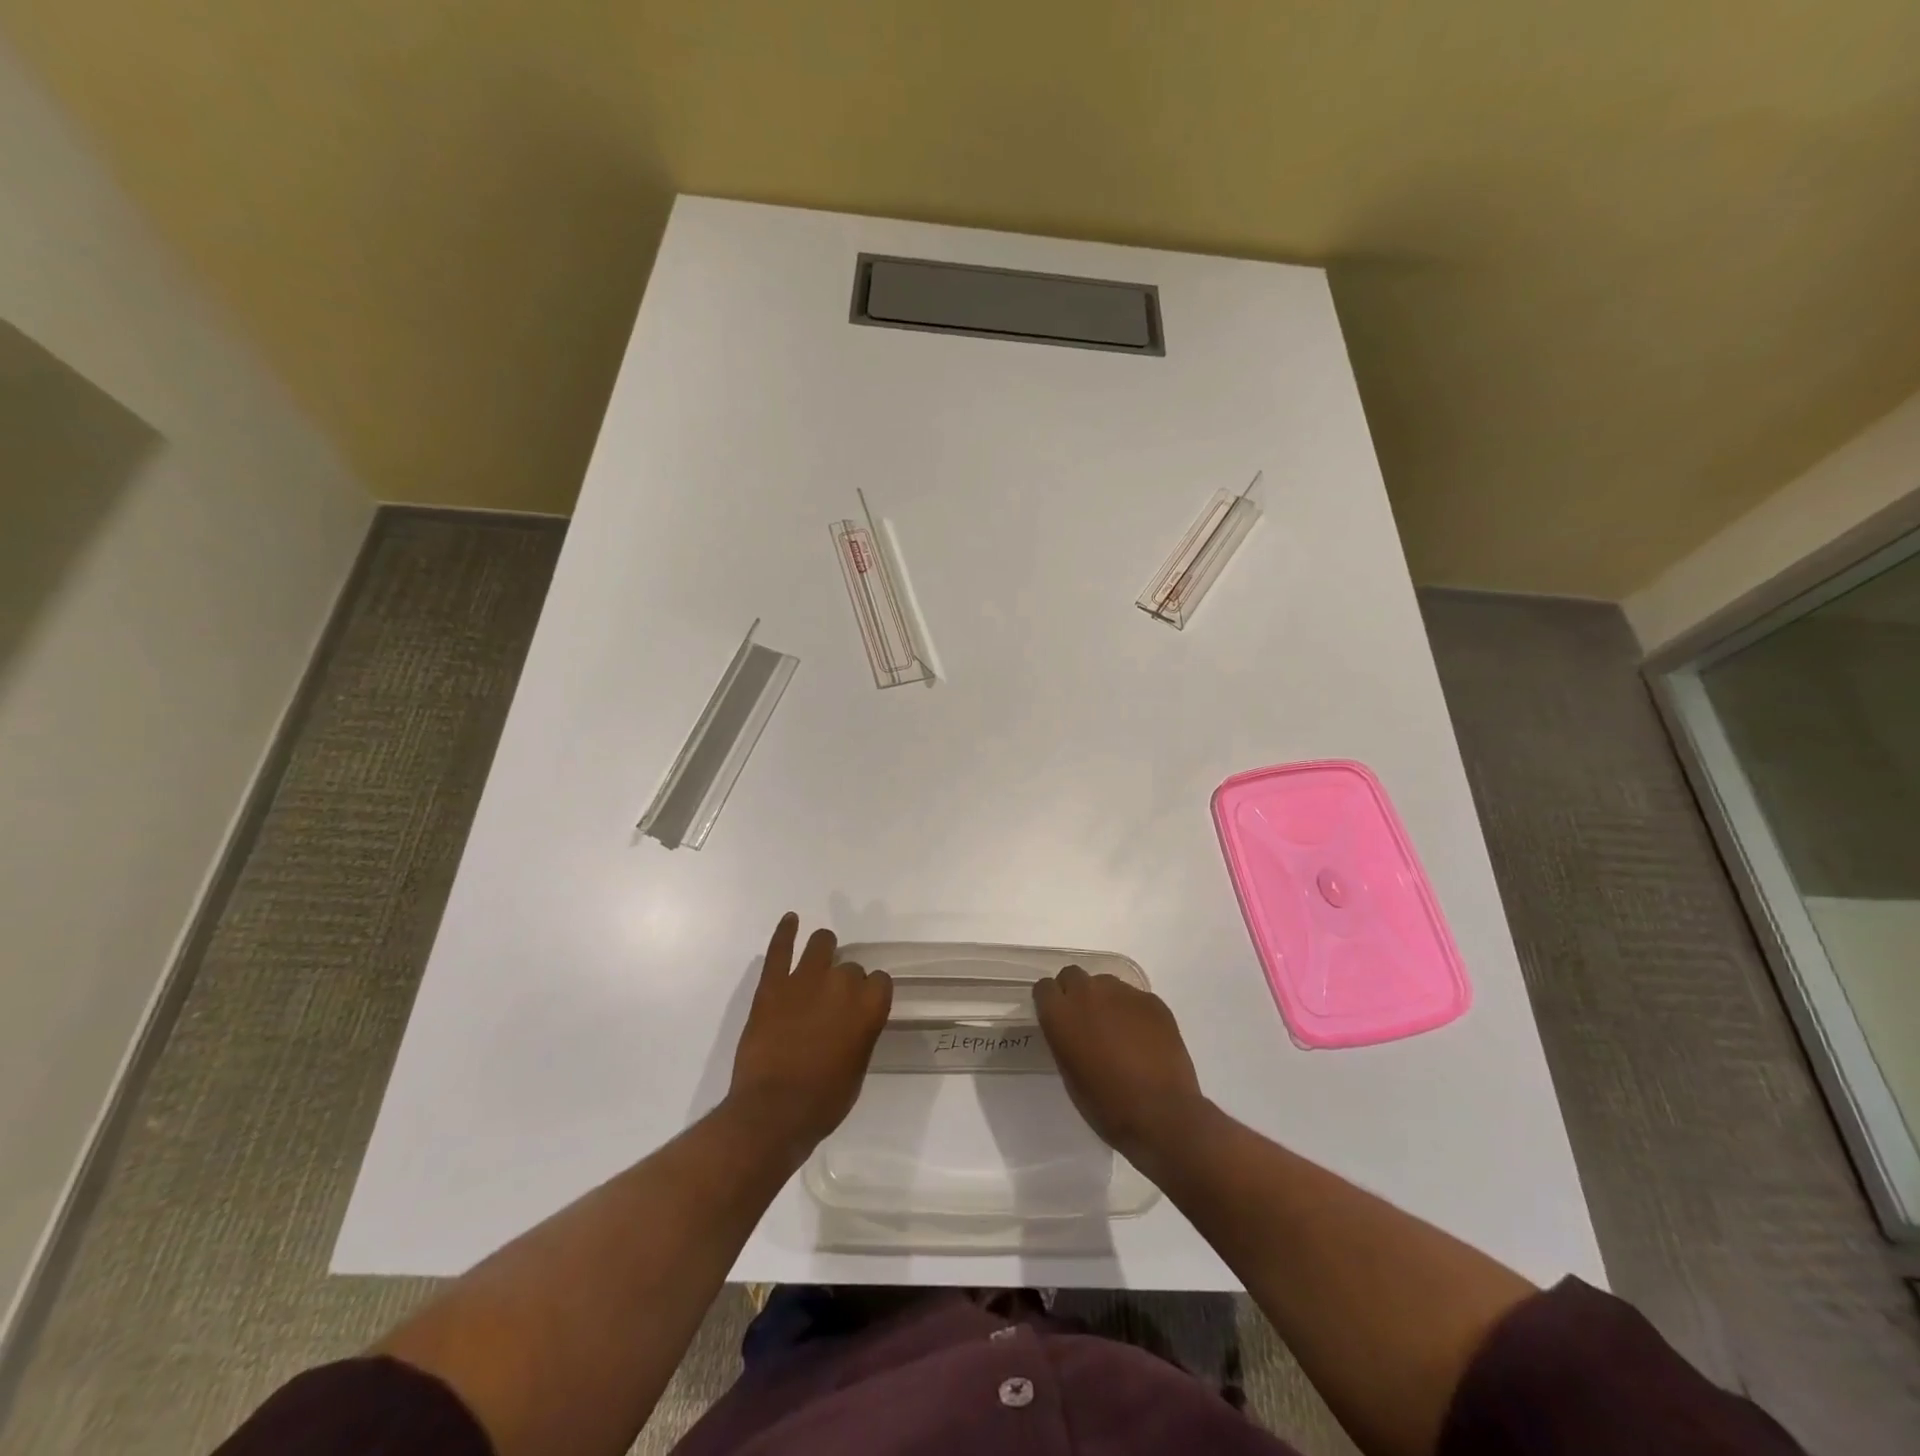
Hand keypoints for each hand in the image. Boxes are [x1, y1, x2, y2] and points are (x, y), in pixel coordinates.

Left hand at [728, 914, 892, 1157]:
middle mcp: (842, 984)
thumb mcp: (857, 1068)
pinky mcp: (773, 984)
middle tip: (830, 1005)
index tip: (860, 1008)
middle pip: (850, 968)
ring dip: (824, 950)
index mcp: (869, 1007)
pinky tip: (790, 919)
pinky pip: (781, 948)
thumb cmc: (823, 1101)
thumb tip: (851, 1022)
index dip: (869, 994)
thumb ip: (860, 1034)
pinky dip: (786, 931)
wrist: (774, 1111)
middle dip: (844, 982)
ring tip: (819, 959)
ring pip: (822, 944)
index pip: (879, 982)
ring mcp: (805, 980)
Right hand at [1034, 965, 1207, 1163]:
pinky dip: (1134, 1012)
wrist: (1161, 1114)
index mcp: (1061, 1014)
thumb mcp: (1070, 1074)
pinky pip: (1135, 998)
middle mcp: (1088, 993)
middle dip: (1075, 992)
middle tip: (1086, 1020)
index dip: (1050, 1001)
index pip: (1044, 988)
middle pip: (1073, 975)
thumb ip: (1065, 1040)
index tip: (1057, 1017)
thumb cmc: (1107, 1105)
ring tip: (1119, 1030)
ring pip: (1106, 983)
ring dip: (1105, 1000)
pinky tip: (1144, 1039)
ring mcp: (1123, 993)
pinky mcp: (1152, 1000)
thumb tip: (1072, 1030)